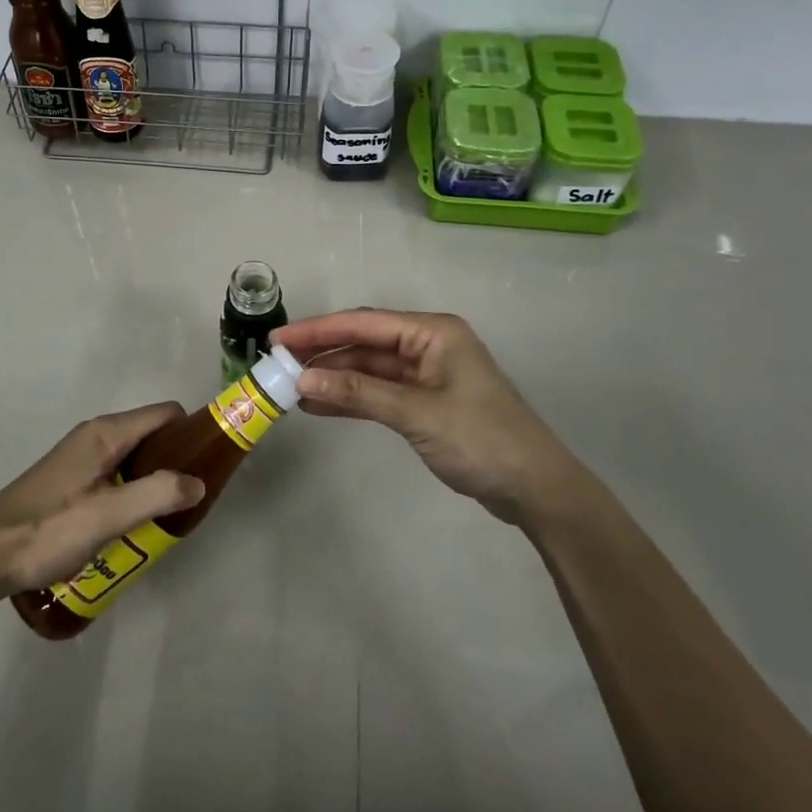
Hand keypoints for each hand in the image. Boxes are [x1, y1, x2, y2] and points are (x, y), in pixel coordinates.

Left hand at [0, 403, 203, 600]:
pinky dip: (133, 487)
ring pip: (133, 455)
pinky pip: (115, 471)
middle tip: (190, 498)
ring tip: (165, 514)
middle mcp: (94, 435)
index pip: (166, 413)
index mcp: (106, 433)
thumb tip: (198, 482)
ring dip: (154, 477)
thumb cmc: (48, 531)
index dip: (193, 432)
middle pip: (151, 433)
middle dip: (176, 459)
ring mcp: (79, 456)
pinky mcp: (69, 478)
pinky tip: (132, 521)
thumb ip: (157, 494)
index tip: (211, 464)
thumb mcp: (108, 516)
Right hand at [274, 310, 573, 521]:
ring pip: (368, 368)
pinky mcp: (424, 402)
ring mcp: (425, 374)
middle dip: (321, 352)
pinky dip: (350, 397)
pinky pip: (378, 392)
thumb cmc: (481, 439)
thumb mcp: (417, 413)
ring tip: (289, 385)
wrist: (534, 488)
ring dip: (332, 376)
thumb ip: (359, 392)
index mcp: (433, 333)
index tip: (278, 339)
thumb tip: (303, 379)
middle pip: (363, 343)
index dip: (318, 330)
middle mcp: (427, 345)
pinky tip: (318, 404)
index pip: (364, 324)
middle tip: (276, 362)